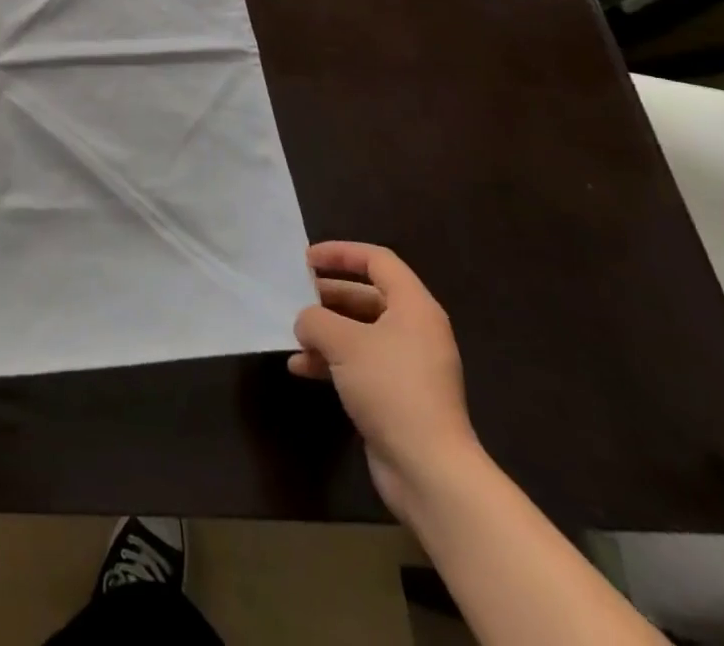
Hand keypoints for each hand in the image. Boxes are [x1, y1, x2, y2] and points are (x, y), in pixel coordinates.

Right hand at [290, 241, 480, 515]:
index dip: (341, 253)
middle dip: (328, 295)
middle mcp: (415, 331)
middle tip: (295, 295)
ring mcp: (408, 366)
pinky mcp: (398, 395)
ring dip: (325, 330)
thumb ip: (316, 319)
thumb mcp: (343, 342)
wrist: (429, 471)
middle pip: (367, 296)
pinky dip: (331, 360)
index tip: (306, 259)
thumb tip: (306, 322)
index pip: (378, 261)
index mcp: (414, 308)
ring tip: (294, 334)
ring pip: (360, 332)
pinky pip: (360, 363)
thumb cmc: (390, 389)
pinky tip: (301, 368)